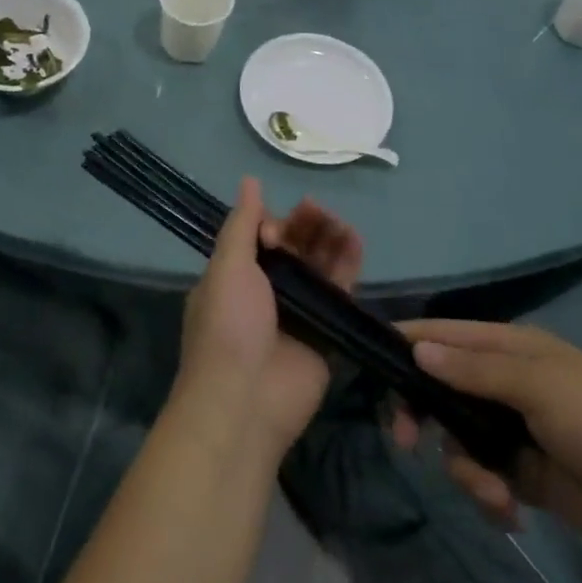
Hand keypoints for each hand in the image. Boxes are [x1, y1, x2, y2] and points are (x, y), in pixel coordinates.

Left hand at [173, 178, 362, 459]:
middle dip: (305, 225)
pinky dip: (348, 262)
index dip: (273, 225)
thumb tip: (250, 181)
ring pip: (320, 263)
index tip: (276, 230)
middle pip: (295, 246)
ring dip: (329, 237)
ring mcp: (299, 310)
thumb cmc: (227, 328)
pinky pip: (341, 289)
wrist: (244, 402)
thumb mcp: (226, 268)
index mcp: (236, 276)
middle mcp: (268, 290)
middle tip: (315, 211)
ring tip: (339, 222)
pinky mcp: (327, 329)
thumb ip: (242, 225)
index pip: (262, 236)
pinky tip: (355, 240)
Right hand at [391, 320, 581, 561]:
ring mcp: (511, 430)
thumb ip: (474, 371)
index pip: (443, 336)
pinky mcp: (522, 474)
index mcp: (508, 349)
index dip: (406, 344)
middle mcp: (503, 384)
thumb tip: (416, 350)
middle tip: (405, 441)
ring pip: (456, 441)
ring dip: (465, 470)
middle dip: (422, 416)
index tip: (369, 364)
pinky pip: (482, 477)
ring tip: (495, 493)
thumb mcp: (538, 386)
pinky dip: (487, 494)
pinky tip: (510, 512)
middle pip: (439, 390)